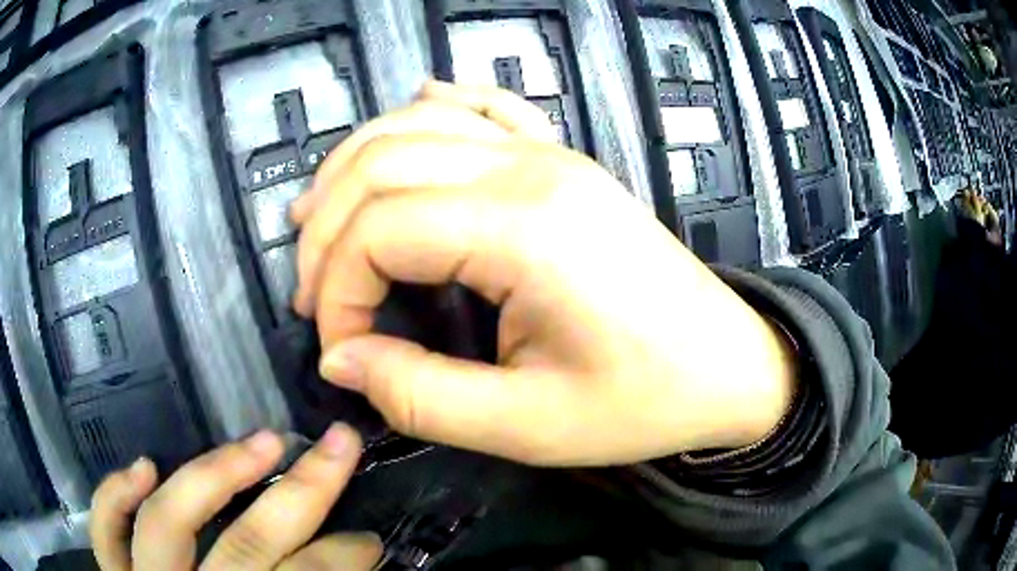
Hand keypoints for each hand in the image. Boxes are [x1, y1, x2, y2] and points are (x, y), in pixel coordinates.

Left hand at [89, 425, 380, 570]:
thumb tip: (355, 560)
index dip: (340, 559)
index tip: (368, 539)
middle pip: (244, 547)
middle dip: (299, 494)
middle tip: (337, 446)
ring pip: (167, 523)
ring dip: (214, 474)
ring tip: (260, 440)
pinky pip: (106, 534)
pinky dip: (114, 497)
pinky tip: (144, 466)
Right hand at [293, 82, 795, 466]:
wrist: (729, 365)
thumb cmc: (643, 401)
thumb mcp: (527, 427)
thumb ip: (418, 395)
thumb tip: (339, 358)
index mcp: (524, 228)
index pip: (377, 230)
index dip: (335, 292)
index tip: (340, 351)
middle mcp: (530, 167)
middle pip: (381, 164)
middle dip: (325, 230)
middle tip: (311, 294)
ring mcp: (550, 152)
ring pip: (417, 125)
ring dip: (354, 167)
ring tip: (315, 219)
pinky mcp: (563, 159)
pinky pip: (485, 107)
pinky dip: (434, 107)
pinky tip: (413, 107)